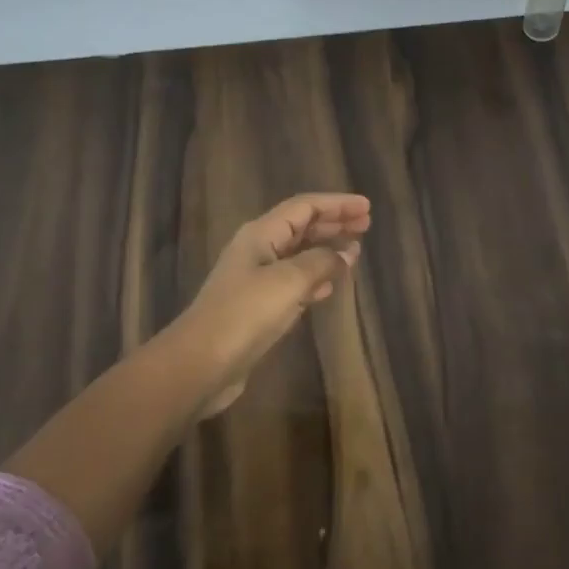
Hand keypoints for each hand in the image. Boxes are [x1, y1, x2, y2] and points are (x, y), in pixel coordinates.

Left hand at [176, 193, 370, 416]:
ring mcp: (256, 280)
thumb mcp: (288, 282)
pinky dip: (315, 278)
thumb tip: (347, 252)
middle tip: (366, 225)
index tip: (367, 207)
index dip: (336, 204)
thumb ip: (321, 262)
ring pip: (298, 255)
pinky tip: (330, 286)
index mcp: (261, 234)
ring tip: (355, 251)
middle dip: (333, 223)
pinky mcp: (258, 307)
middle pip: (300, 227)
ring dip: (326, 250)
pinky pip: (293, 282)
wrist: (201, 364)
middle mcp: (257, 250)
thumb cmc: (244, 314)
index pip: (304, 207)